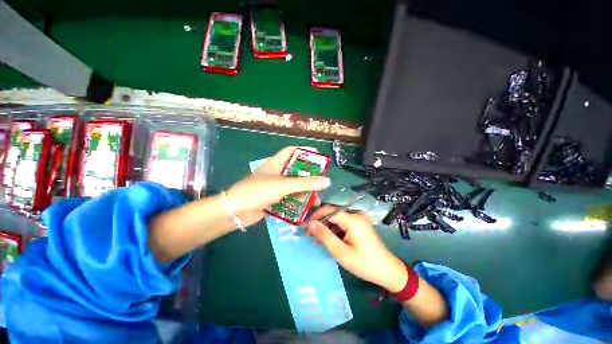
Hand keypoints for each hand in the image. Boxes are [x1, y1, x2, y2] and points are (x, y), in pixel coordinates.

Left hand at [226, 147, 330, 226]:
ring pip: (294, 186)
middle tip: (321, 181)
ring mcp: (275, 187)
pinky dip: (298, 202)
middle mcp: (276, 173)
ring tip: (317, 200)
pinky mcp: (273, 199)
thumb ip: (305, 183)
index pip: (291, 151)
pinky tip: (306, 207)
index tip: (318, 155)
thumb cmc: (258, 191)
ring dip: (305, 192)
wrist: (236, 211)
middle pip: (296, 171)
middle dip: (309, 176)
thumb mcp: (283, 185)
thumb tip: (327, 181)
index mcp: (276, 163)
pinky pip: (289, 198)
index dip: (304, 150)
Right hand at [307, 206, 407, 292]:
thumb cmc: (364, 264)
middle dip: (320, 222)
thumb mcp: (341, 252)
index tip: (305, 226)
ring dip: (326, 227)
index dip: (315, 216)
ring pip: (336, 218)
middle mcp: (355, 214)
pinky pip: (343, 223)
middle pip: (332, 213)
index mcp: (352, 219)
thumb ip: (324, 236)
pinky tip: (328, 239)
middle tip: (309, 234)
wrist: (388, 271)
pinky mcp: (359, 224)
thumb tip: (310, 223)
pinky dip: (334, 230)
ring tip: (316, 239)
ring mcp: (358, 218)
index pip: (329, 210)